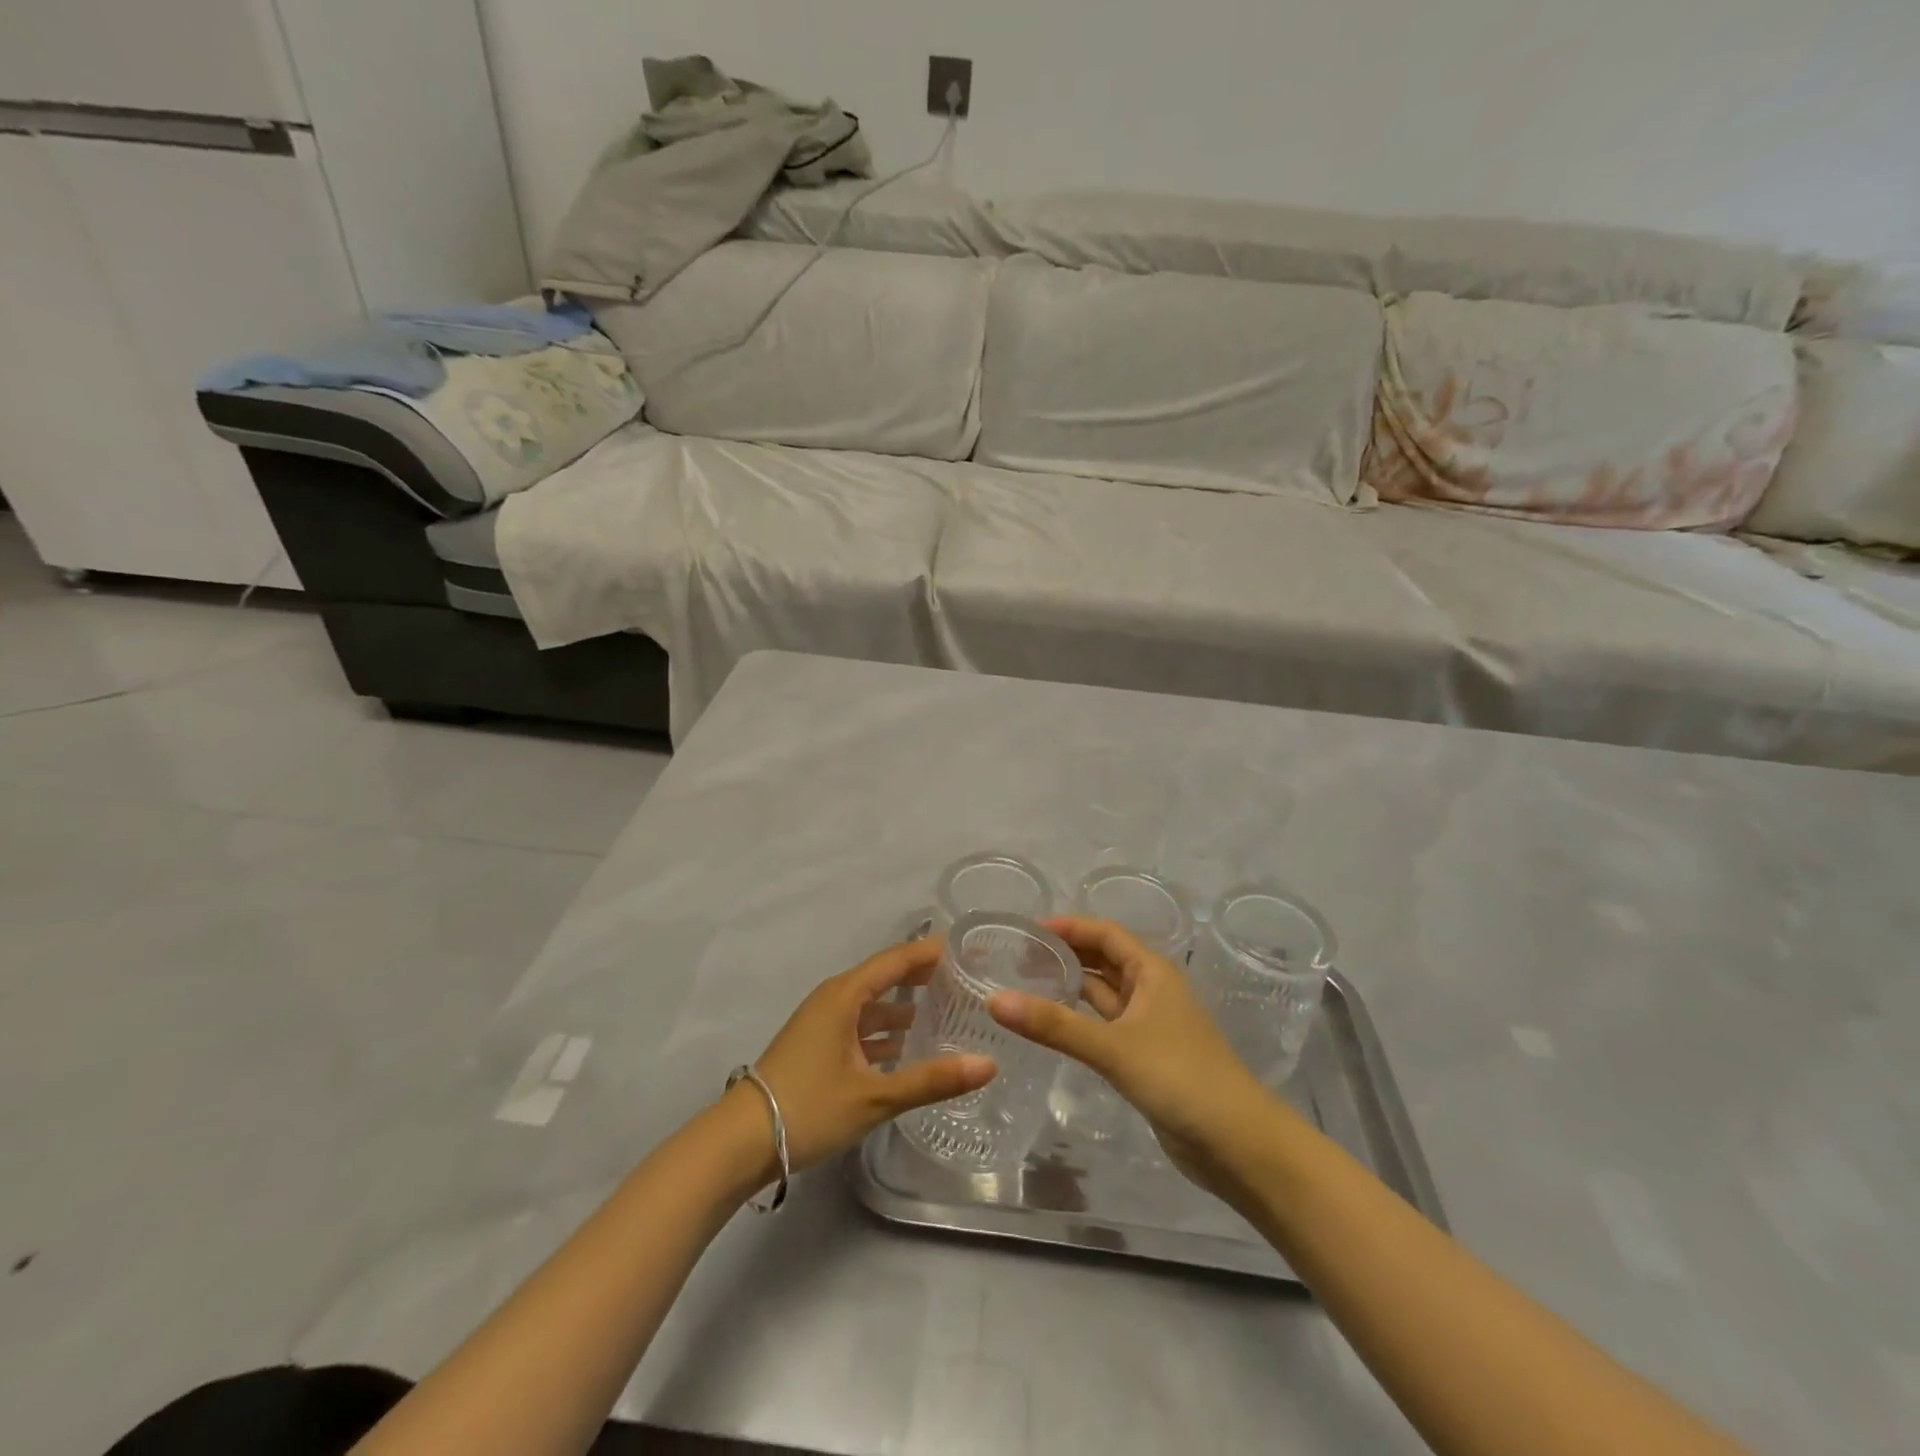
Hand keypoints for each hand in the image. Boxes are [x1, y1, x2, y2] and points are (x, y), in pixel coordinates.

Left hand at [742, 938, 996, 1175]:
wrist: (739, 1142)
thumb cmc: (807, 1107)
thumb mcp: (874, 1096)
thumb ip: (931, 1080)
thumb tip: (988, 1064)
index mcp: (846, 994)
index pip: (899, 959)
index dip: (935, 952)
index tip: (972, 949)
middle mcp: (836, 998)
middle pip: (889, 977)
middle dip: (927, 977)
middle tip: (970, 980)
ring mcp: (825, 1022)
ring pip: (876, 1004)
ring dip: (909, 1007)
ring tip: (951, 1013)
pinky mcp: (820, 1046)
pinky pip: (863, 1026)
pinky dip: (889, 1032)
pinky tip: (913, 1049)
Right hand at [986, 916, 1275, 1196]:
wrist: (1237, 1145)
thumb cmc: (1181, 1078)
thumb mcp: (1114, 1047)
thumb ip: (1055, 1025)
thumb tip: (995, 1001)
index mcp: (1152, 972)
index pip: (1105, 933)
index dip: (1068, 927)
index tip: (1026, 930)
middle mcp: (1151, 990)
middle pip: (1103, 959)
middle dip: (1066, 954)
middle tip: (1016, 957)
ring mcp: (1149, 1025)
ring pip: (1103, 994)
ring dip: (1071, 986)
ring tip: (1024, 984)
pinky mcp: (1144, 1058)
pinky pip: (1104, 1026)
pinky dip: (1079, 1020)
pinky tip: (1051, 1026)